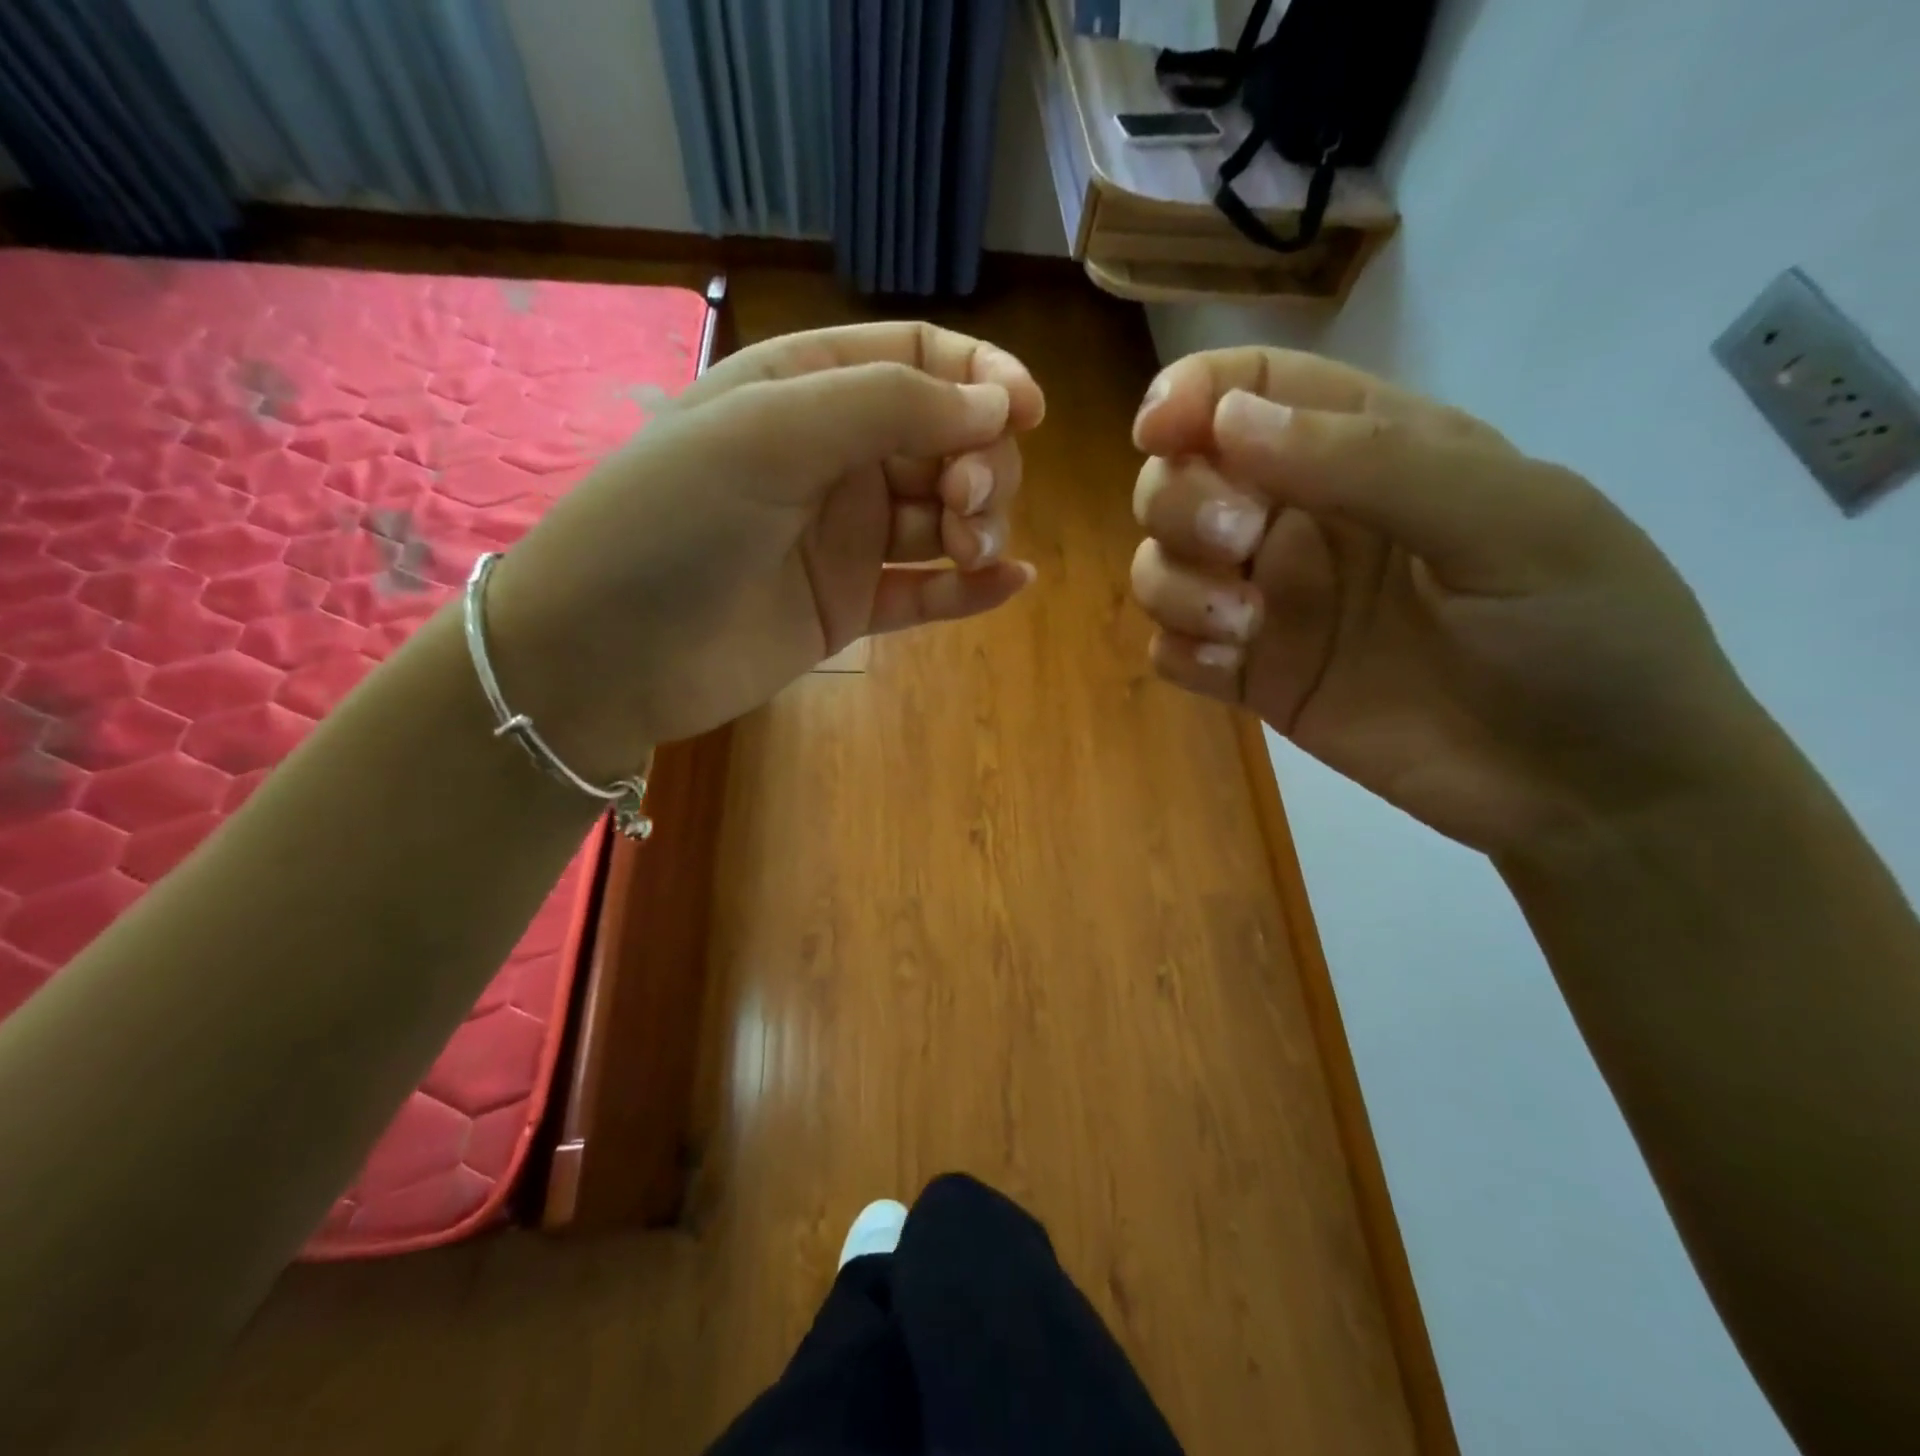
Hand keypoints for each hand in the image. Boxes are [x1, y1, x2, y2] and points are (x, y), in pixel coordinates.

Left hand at [486, 323, 1044, 774]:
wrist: (605, 656)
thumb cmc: (670, 522)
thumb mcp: (769, 434)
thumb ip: (887, 406)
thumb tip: (997, 407)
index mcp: (807, 390)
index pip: (917, 358)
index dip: (980, 378)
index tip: (1027, 414)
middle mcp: (833, 459)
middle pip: (945, 440)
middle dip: (978, 462)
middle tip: (965, 504)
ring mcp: (844, 538)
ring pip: (943, 518)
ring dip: (978, 525)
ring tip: (971, 549)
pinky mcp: (849, 607)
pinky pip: (925, 591)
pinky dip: (970, 589)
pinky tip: (1012, 584)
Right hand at [1129, 347, 1765, 858]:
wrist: (1590, 788)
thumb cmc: (1582, 633)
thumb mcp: (1509, 521)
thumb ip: (1369, 462)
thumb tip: (1226, 420)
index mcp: (1368, 451)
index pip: (1252, 388)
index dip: (1190, 394)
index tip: (1159, 432)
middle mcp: (1303, 519)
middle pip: (1181, 476)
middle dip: (1181, 501)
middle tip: (1240, 544)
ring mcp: (1272, 604)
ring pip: (1161, 563)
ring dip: (1176, 583)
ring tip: (1245, 625)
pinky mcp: (1254, 679)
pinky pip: (1170, 648)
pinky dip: (1180, 647)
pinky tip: (1234, 667)